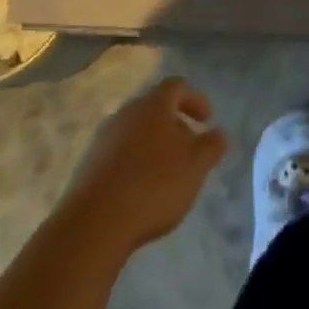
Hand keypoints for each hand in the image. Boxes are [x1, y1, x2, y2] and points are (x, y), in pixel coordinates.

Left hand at [60, 77, 228, 256]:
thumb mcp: (196, 166)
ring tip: (167, 173)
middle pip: (155, 109)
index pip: (177, 86)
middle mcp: (126, 112)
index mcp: (153, 105)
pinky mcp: (89, 163)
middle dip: (175, 125)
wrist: (95, 221)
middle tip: (189, 149)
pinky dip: (135, 162)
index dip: (196, 99)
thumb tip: (219, 133)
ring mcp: (104, 137)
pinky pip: (119, 153)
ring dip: (154, 145)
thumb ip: (212, 146)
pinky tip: (141, 189)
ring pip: (136, 131)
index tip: (207, 120)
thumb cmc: (154, 184)